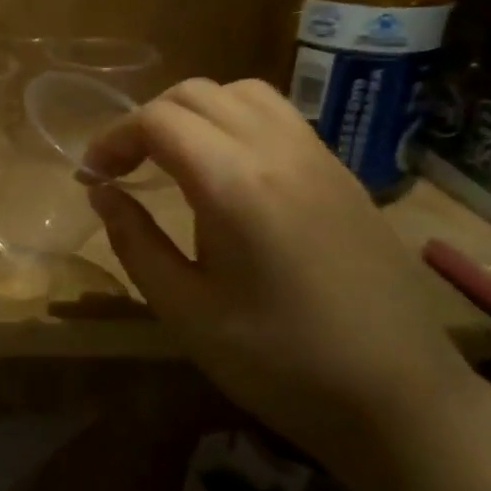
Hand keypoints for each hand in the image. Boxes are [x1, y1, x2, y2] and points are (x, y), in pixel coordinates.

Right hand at [84, 78, 474, 468]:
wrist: (399, 397)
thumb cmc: (277, 361)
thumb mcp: (184, 309)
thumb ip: (134, 240)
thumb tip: (102, 192)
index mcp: (235, 185)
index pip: (158, 120)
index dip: (112, 139)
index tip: (91, 177)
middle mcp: (280, 152)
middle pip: (197, 94)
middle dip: (146, 120)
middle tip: (123, 168)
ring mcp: (320, 158)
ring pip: (242, 94)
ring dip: (193, 114)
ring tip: (171, 160)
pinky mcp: (343, 175)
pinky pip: (279, 118)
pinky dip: (233, 123)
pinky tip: (224, 173)